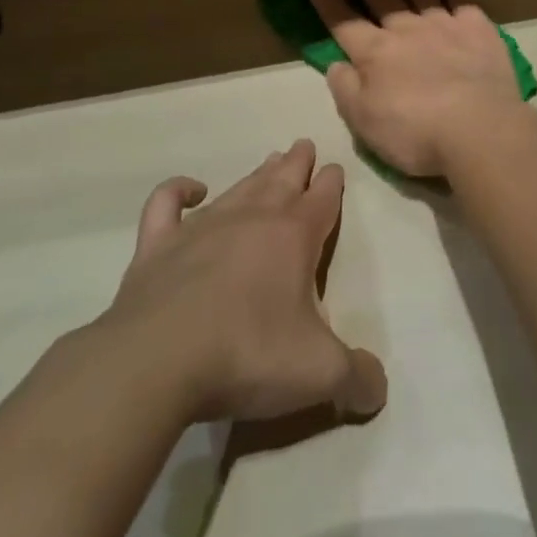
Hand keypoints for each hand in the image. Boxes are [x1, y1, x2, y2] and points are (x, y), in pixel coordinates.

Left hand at [98, 140, 386, 422]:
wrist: (157, 362)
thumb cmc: (248, 355)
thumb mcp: (318, 373)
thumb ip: (357, 378)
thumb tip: (379, 391)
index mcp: (295, 236)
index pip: (322, 198)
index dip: (332, 184)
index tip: (335, 169)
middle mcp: (253, 218)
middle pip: (283, 179)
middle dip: (298, 163)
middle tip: (304, 145)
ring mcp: (202, 227)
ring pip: (239, 187)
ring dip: (258, 173)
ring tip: (270, 160)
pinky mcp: (158, 245)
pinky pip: (168, 203)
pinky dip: (178, 190)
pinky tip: (191, 190)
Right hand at [310, 0, 527, 179]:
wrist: (479, 128)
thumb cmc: (415, 133)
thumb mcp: (365, 122)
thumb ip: (346, 90)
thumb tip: (336, 64)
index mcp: (376, 53)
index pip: (345, 24)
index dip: (329, 5)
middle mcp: (408, 30)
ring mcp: (445, 25)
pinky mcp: (478, 29)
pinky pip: (462, 7)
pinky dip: (453, 1)